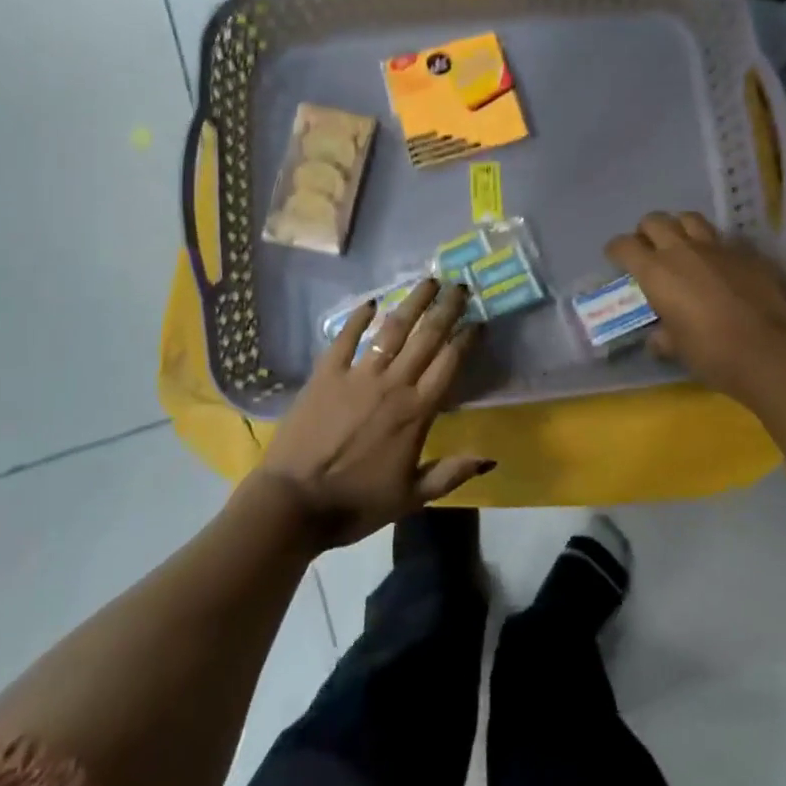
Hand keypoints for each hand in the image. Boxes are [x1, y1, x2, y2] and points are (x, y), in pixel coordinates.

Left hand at [255, 278, 493, 548]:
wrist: (293, 504)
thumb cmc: (356, 504)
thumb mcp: (411, 498)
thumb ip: (451, 473)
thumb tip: (491, 456)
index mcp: (416, 412)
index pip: (449, 364)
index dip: (466, 339)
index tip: (478, 321)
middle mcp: (392, 384)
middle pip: (426, 337)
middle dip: (446, 309)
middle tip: (460, 286)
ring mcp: (357, 375)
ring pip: (392, 329)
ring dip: (412, 302)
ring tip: (428, 281)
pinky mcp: (326, 373)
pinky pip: (345, 337)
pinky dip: (358, 318)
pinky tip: (370, 302)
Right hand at [606, 211, 785, 398]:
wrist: (770, 350)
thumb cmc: (712, 353)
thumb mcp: (677, 349)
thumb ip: (663, 336)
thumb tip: (658, 338)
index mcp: (656, 272)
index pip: (624, 246)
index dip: (616, 250)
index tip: (615, 259)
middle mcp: (682, 251)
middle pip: (654, 220)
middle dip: (646, 232)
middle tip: (649, 249)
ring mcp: (717, 247)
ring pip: (689, 219)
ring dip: (679, 228)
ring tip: (682, 246)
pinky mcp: (747, 253)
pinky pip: (723, 239)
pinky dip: (714, 247)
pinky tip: (719, 264)